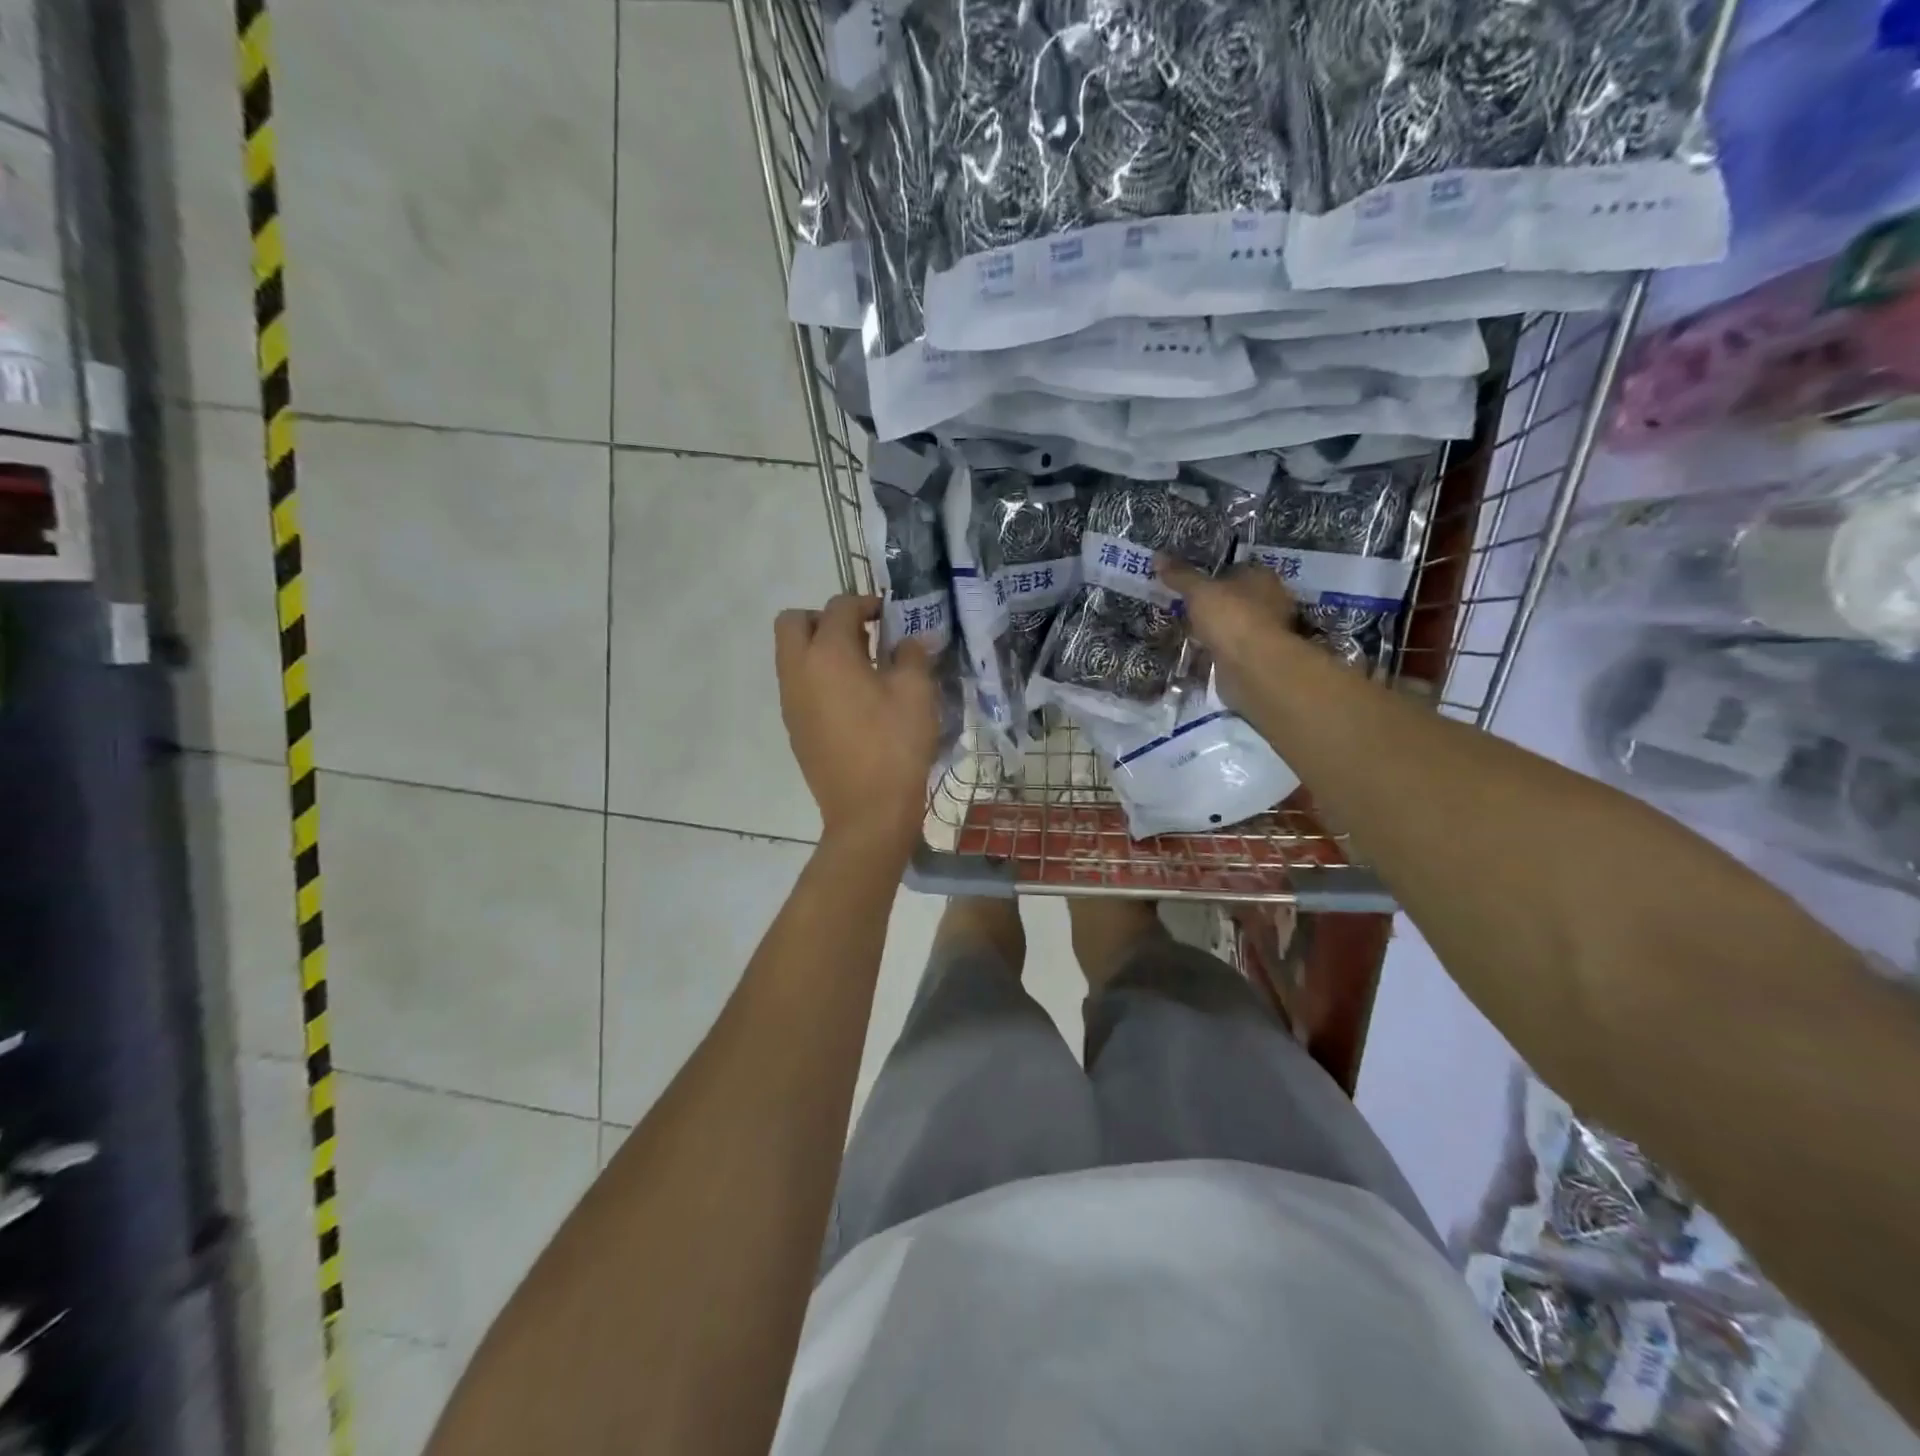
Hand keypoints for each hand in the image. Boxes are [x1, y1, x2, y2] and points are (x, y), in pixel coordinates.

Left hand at [775, 594, 938, 857]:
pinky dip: (817, 677)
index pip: (838, 607)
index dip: (865, 603)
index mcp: (827, 654)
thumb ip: (912, 655)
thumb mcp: (916, 693)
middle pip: (793, 622)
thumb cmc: (895, 746)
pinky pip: (798, 685)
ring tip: (861, 668)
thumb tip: (909, 642)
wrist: (868, 812)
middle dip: (825, 618)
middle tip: (861, 635)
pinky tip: (852, 701)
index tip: (890, 616)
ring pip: (791, 655)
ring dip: (819, 648)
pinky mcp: (794, 728)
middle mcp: (798, 671)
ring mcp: (791, 702)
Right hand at [1157, 556, 1300, 710]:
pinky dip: (1215, 649)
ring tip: (1186, 630)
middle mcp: (1270, 601)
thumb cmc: (1231, 617)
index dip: (1213, 575)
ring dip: (1214, 629)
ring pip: (1232, 624)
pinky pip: (1229, 648)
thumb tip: (1157, 556)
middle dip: (1212, 604)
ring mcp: (1264, 631)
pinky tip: (1197, 651)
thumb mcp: (1199, 591)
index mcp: (1262, 577)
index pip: (1236, 569)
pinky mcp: (1255, 656)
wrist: (1251, 666)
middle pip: (1235, 598)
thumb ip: (1180, 575)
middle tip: (1183, 607)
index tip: (1190, 584)